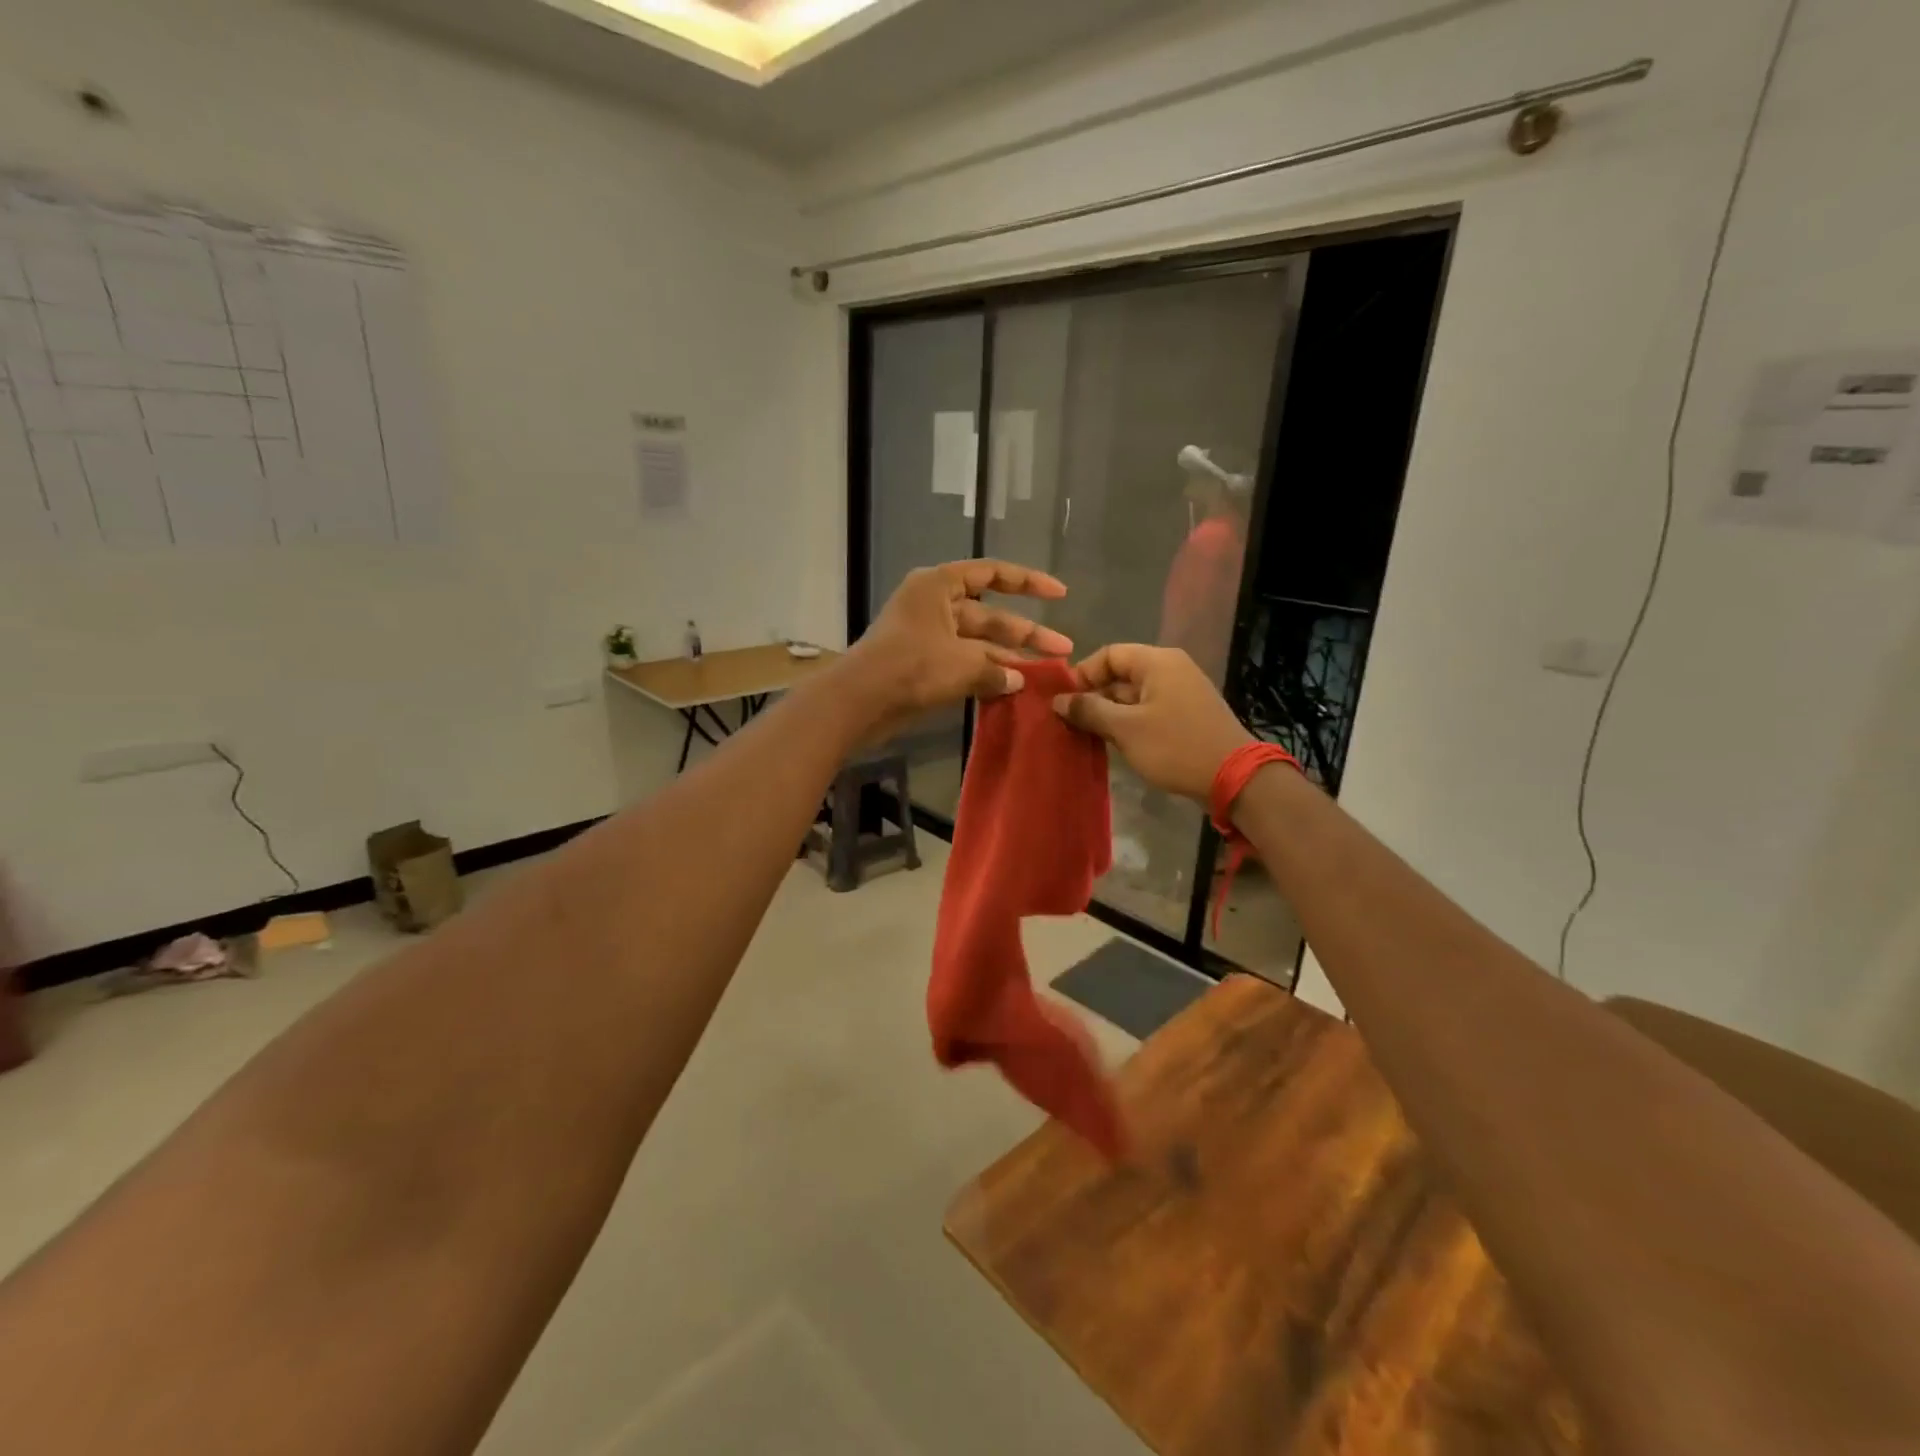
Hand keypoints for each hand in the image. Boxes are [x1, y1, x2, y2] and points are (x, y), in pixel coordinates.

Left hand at [845, 560, 1071, 738]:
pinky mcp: (921, 664)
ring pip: (977, 642)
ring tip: (1044, 674)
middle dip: (1025, 633)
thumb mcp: (962, 664)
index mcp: (939, 586)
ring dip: (1007, 657)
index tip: (1060, 594)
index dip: (1028, 581)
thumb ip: (996, 668)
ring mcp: (926, 635)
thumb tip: (1018, 679)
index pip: (992, 573)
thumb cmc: (911, 667)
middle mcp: (933, 604)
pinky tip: (1013, 688)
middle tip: (1063, 651)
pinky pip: (962, 662)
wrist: (859, 702)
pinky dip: (985, 673)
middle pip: (989, 613)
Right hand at [1053, 644, 1251, 801]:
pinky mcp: (1186, 716)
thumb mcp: (1125, 729)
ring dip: (1109, 713)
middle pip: (1120, 674)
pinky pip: (1148, 710)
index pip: (1109, 654)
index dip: (1082, 674)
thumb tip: (1058, 700)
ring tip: (1085, 735)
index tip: (1063, 701)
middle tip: (1069, 722)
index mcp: (1157, 662)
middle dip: (1093, 696)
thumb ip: (1089, 710)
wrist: (1234, 777)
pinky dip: (1128, 723)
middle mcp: (1171, 669)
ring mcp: (1181, 693)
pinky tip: (1113, 744)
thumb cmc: (1175, 746)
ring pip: (1133, 695)